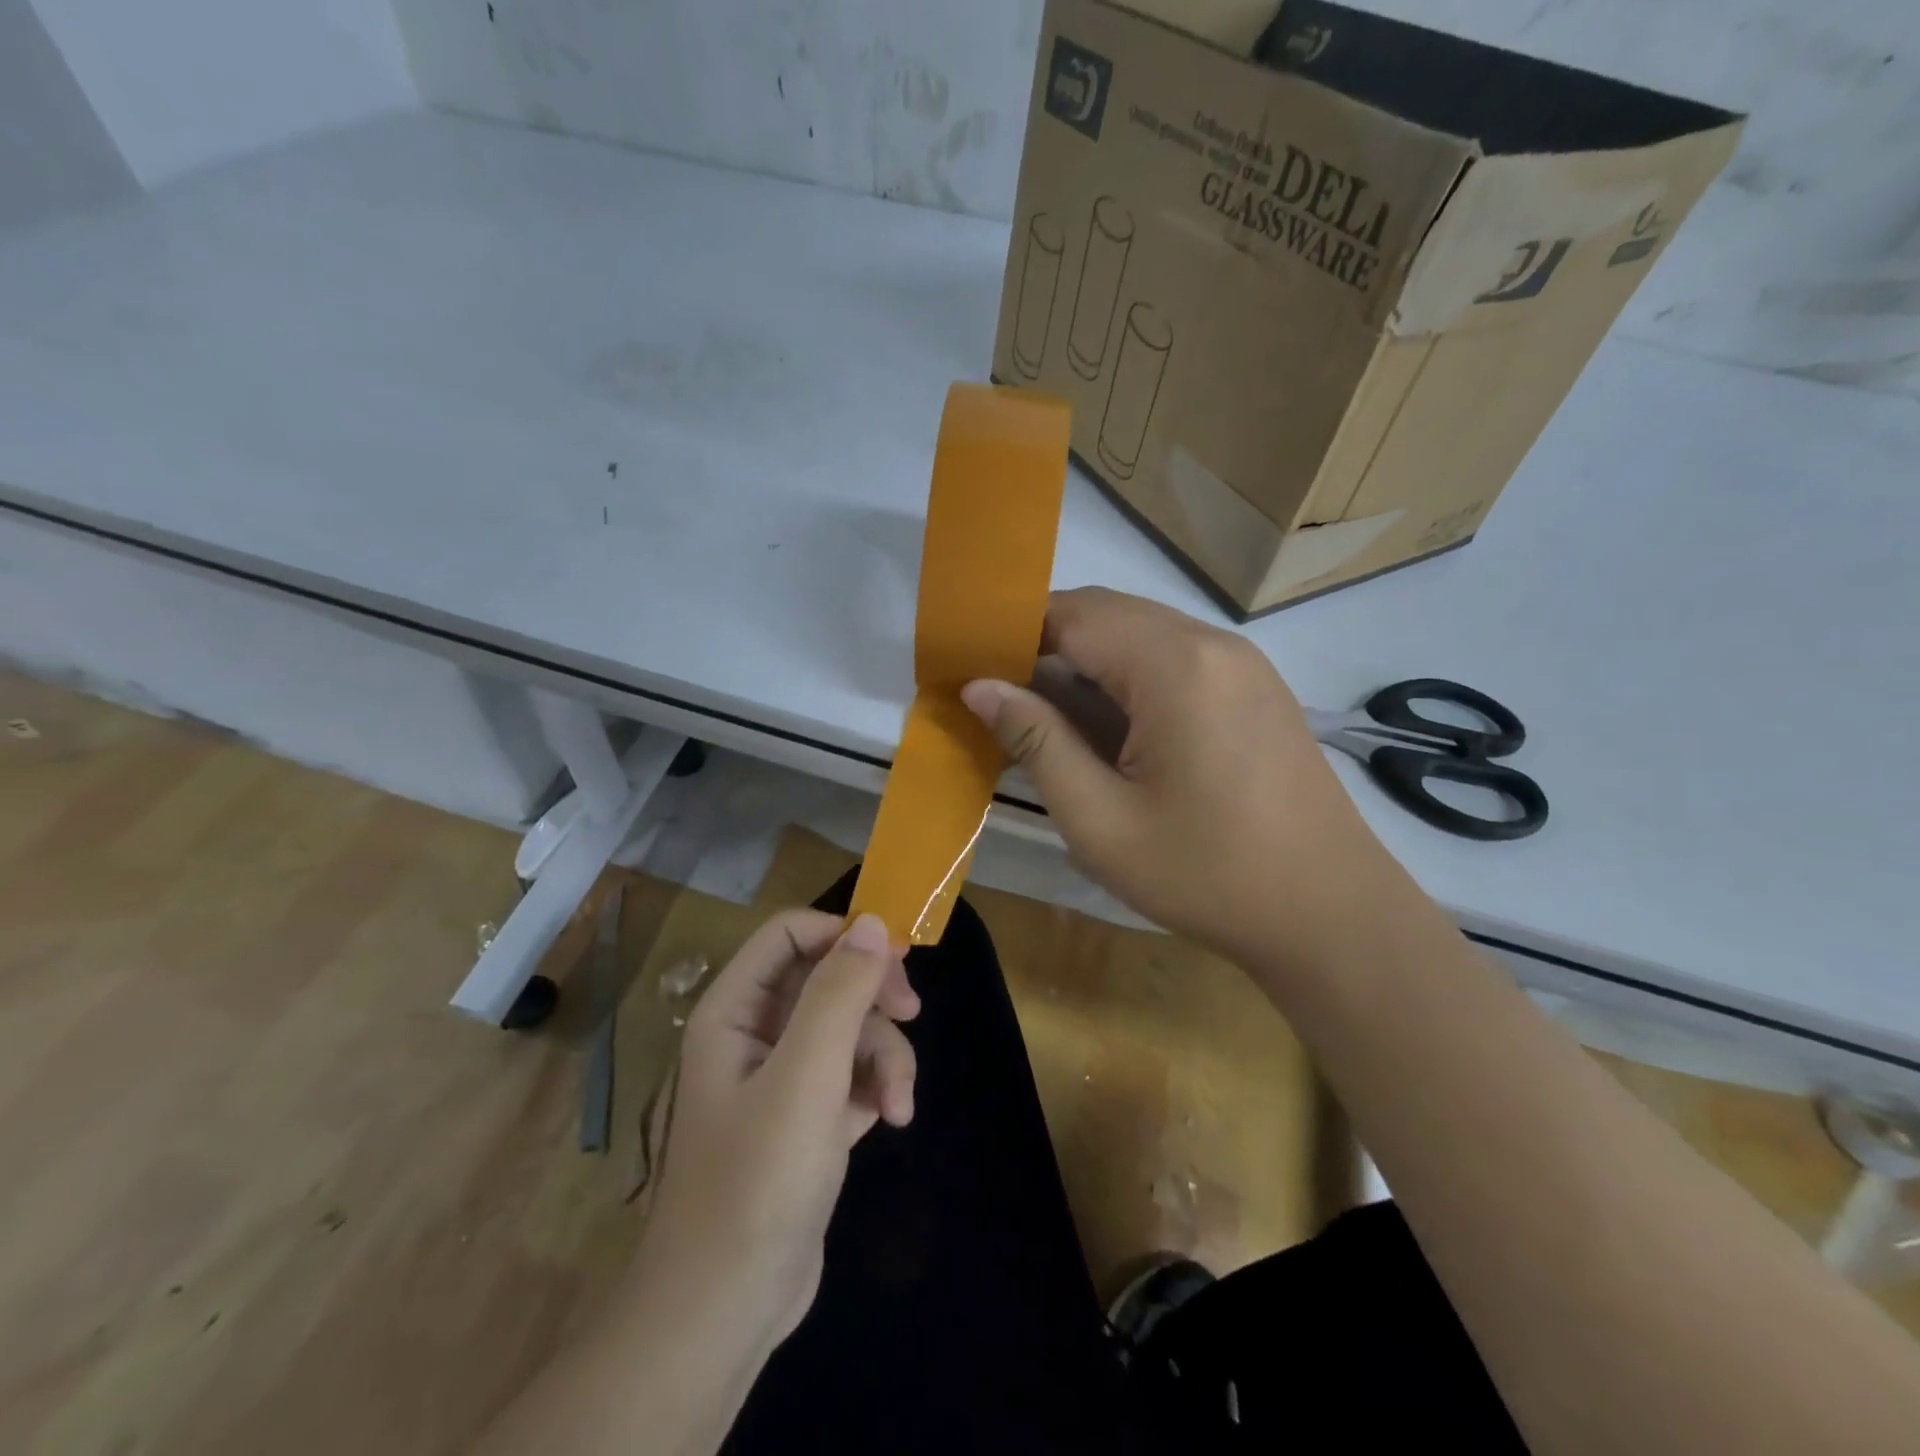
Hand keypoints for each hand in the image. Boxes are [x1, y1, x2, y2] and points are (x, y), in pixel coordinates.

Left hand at [630, 910, 918, 1361]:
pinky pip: (853, 1072)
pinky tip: (893, 1118)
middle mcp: (756, 1033)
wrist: (726, 1312)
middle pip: (827, 978)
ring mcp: (783, 1077)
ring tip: (898, 1101)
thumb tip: (874, 924)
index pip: (789, 935)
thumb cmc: (756, 1182)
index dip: (841, 934)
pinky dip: (879, 1086)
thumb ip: (838, 994)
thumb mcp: (805, 1077)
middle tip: (912, 1011)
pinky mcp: (808, 1116)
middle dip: (873, 996)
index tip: (896, 953)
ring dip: (885, 1054)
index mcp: (735, 1011)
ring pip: (849, 1027)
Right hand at [962, 587, 1396, 970]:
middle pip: (1108, 613)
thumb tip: (980, 686)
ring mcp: (1242, 661)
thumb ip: (1036, 741)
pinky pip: (1175, 655)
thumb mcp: (1099, 819)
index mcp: (1173, 667)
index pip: (1072, 615)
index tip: (973, 668)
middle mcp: (1211, 643)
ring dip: (1089, 659)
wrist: (1328, 913)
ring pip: (1142, 632)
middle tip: (1004, 696)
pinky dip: (1129, 674)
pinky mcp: (1256, 686)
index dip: (1014, 632)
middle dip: (1047, 642)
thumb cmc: (1205, 874)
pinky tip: (1113, 726)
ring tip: (1050, 715)